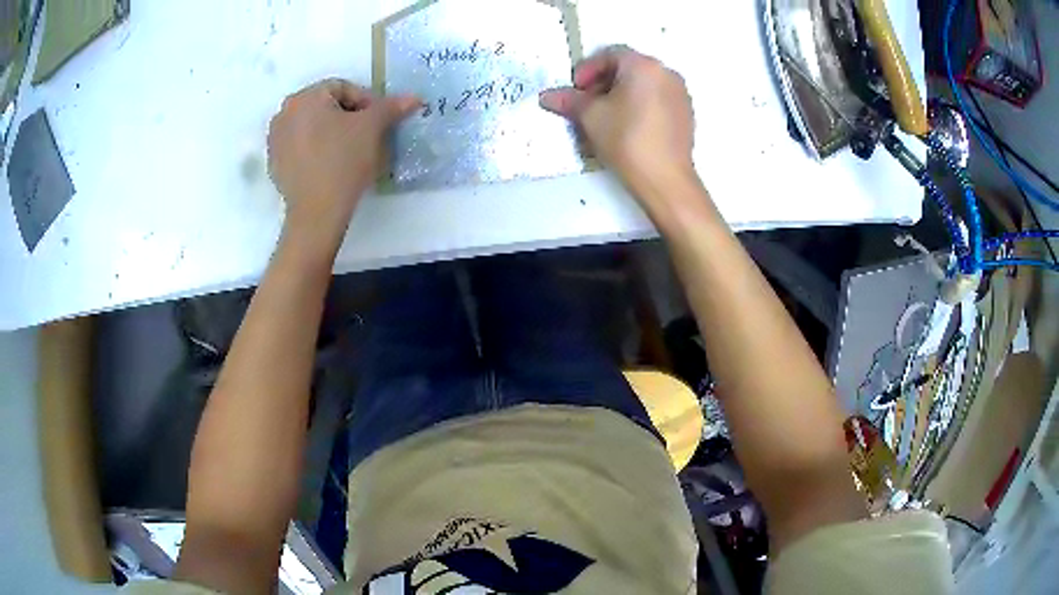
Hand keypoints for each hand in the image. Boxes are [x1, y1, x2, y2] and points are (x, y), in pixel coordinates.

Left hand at [268, 79, 418, 244]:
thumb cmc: (343, 161)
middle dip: (349, 117)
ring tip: (351, 152)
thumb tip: (414, 98)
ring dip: (332, 133)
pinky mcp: (275, 164)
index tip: (380, 121)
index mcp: (305, 97)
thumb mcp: (372, 128)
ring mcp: (275, 140)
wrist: (316, 213)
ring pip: (312, 127)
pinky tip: (331, 166)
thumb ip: (391, 107)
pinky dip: (317, 150)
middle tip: (367, 135)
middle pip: (325, 106)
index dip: (366, 101)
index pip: (343, 88)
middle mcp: (284, 113)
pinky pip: (300, 147)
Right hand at [540, 47, 696, 200]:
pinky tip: (628, 127)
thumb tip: (547, 96)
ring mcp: (680, 93)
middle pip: (628, 68)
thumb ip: (569, 100)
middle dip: (603, 82)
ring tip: (605, 117)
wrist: (665, 179)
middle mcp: (666, 73)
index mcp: (643, 65)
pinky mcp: (686, 113)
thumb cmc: (626, 140)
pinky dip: (639, 105)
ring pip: (643, 84)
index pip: (609, 55)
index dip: (587, 70)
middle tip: (587, 103)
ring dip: (620, 94)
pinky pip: (657, 99)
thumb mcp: (591, 117)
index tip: (576, 89)